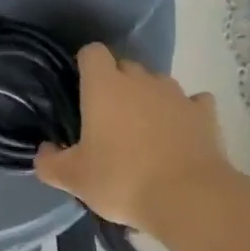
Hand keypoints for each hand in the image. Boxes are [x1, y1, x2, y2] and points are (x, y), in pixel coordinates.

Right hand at [34, 43, 238, 235]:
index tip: (82, 89)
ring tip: (144, 130)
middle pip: (125, 66)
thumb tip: (44, 150)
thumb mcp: (74, 178)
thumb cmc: (122, 180)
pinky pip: (193, 102)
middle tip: (108, 119)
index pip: (92, 52)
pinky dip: (185, 112)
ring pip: (157, 83)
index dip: (86, 65)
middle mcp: (141, 80)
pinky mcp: (205, 114)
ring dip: (149, 98)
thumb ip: (50, 162)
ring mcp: (177, 94)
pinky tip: (180, 132)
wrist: (189, 199)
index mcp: (104, 87)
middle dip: (116, 84)